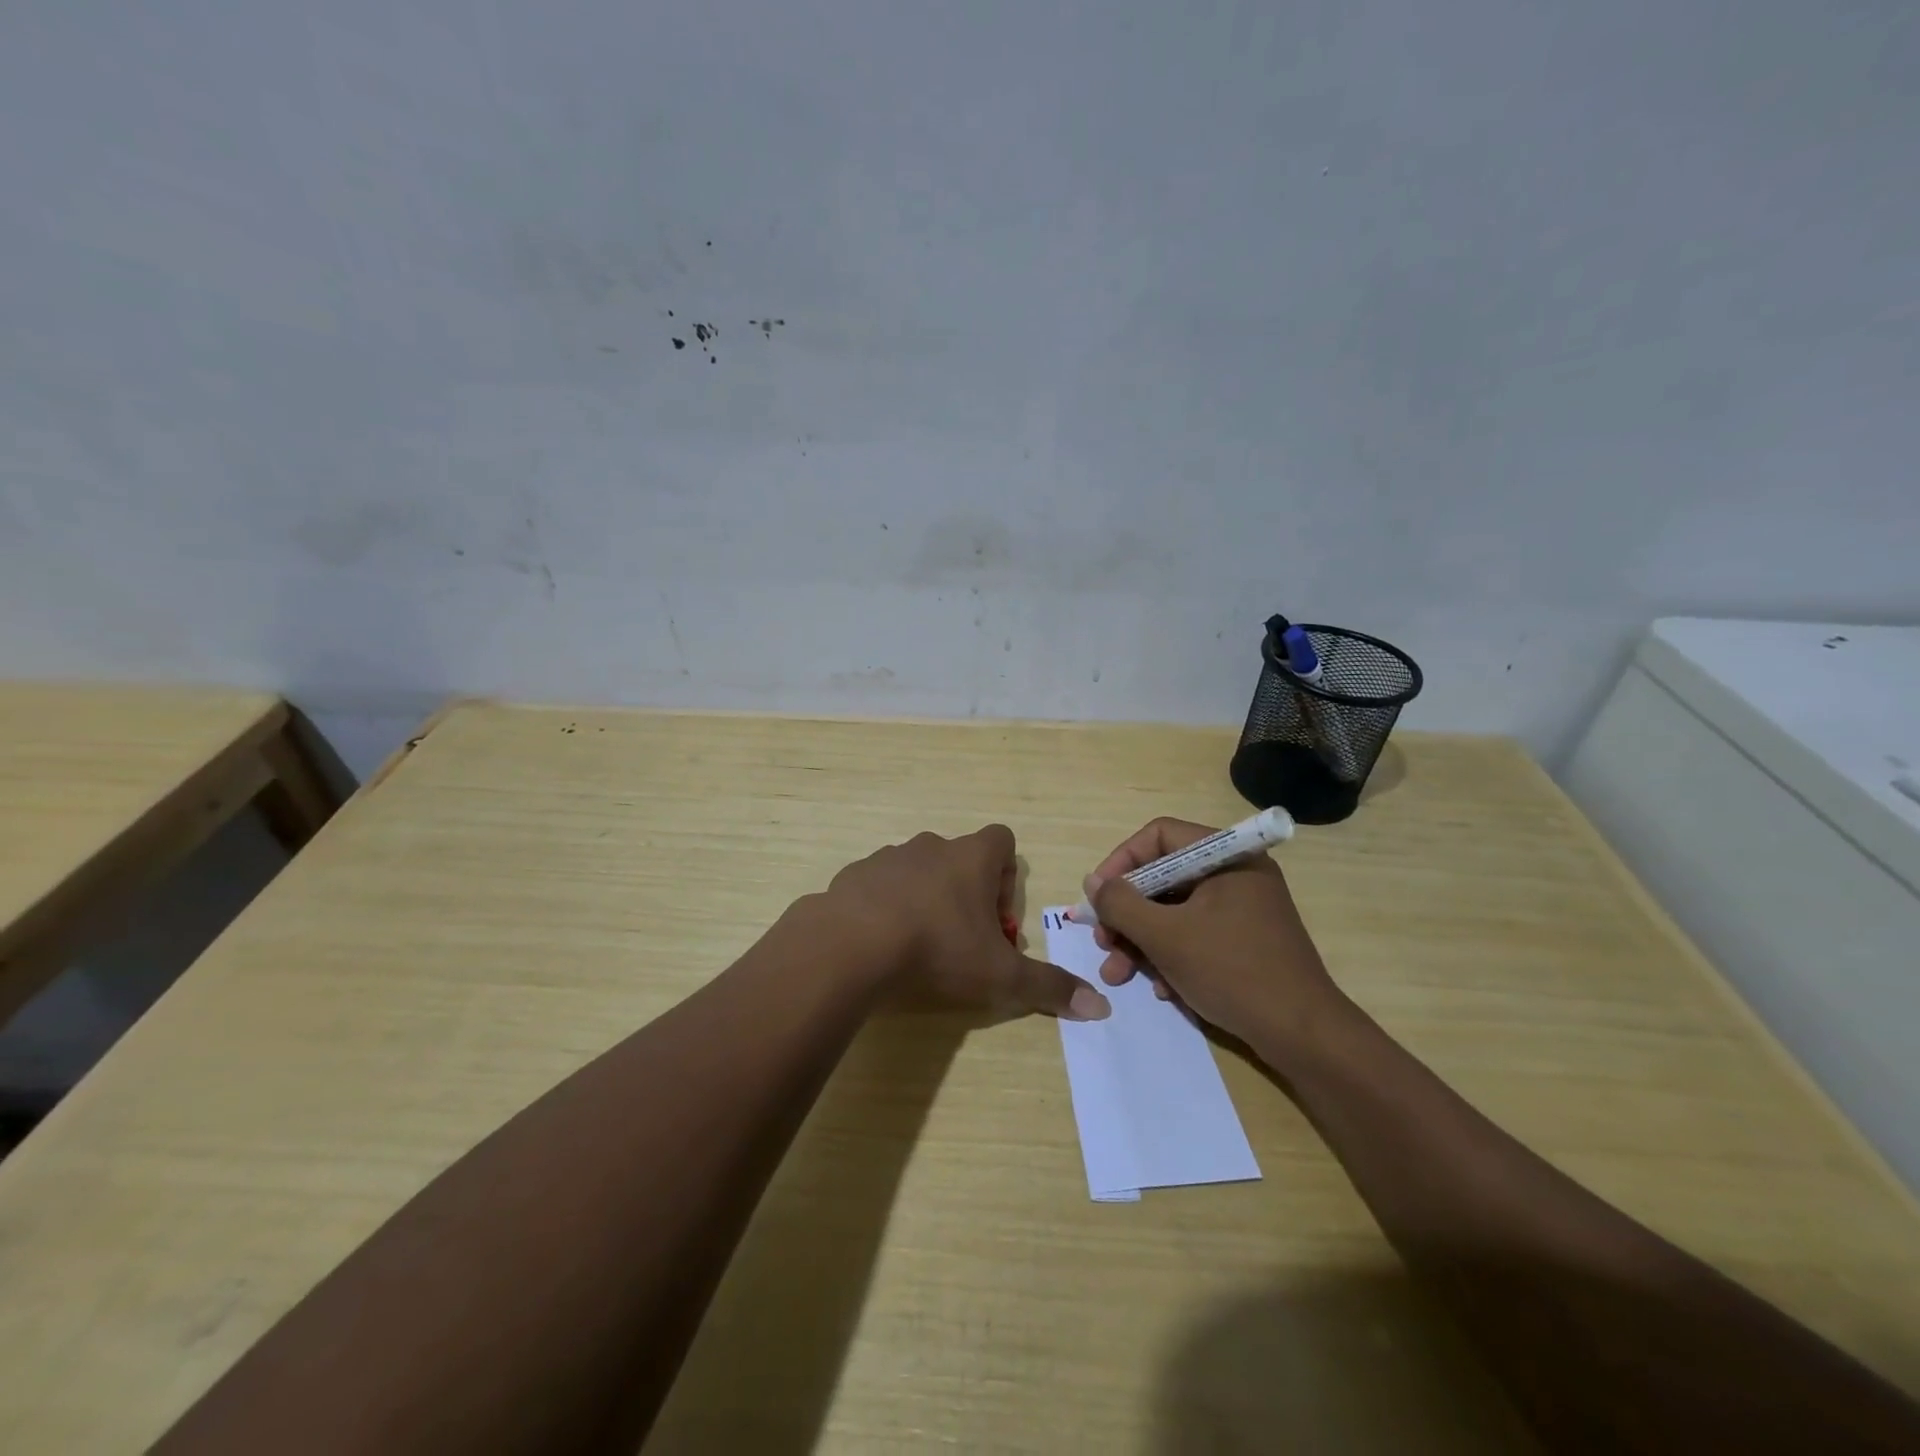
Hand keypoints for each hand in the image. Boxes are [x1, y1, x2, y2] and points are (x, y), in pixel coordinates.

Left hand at [825, 824, 1110, 1020]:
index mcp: (971, 857)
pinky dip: (885, 906)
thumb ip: (1049, 987)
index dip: (1006, 876)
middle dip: (966, 894)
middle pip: (960, 858)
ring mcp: (888, 857)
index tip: (996, 919)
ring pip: (918, 870)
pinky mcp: (854, 875)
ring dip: (925, 898)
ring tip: (918, 946)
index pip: (1002, 842)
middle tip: (962, 941)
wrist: (850, 945)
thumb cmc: (937, 949)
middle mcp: (931, 846)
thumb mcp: (1000, 976)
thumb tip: (1100, 1007)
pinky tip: (880, 944)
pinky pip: (879, 885)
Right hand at [1085, 817, 1344, 1047]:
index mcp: (1226, 856)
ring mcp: (1242, 908)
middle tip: (1103, 942)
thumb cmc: (1233, 972)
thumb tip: (1094, 883)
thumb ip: (1121, 903)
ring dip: (1141, 940)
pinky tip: (1161, 989)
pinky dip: (1170, 955)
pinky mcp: (1245, 941)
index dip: (1121, 862)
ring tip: (1118, 974)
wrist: (1304, 1036)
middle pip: (1163, 876)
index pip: (1159, 835)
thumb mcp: (1166, 936)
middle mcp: (1236, 873)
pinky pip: (1195, 933)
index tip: (1098, 896)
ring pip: (1174, 910)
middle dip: (1127, 913)